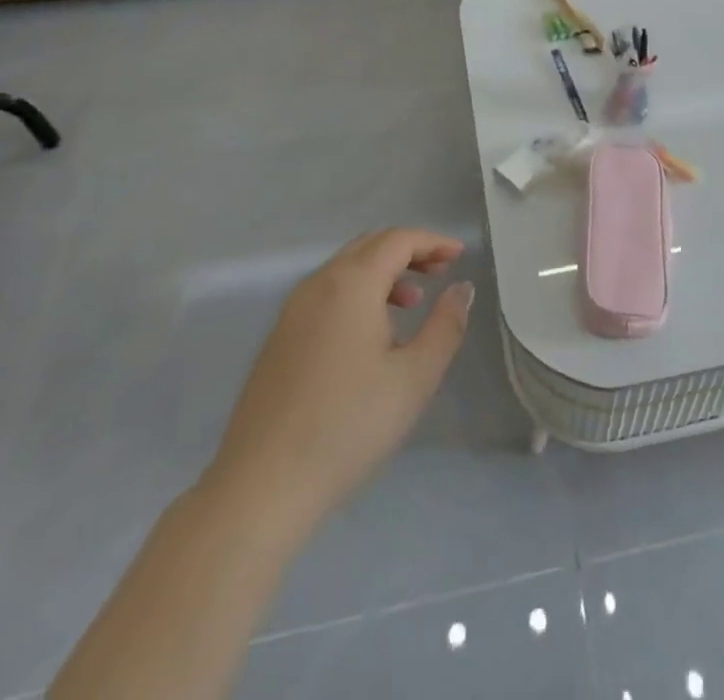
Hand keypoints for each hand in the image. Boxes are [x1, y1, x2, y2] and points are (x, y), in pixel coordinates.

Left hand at [201, 228, 473, 529]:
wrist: (262, 485)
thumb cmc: (349, 426)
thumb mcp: (415, 377)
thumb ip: (445, 325)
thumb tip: (461, 288)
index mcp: (351, 283)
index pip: (398, 239)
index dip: (433, 242)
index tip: (461, 256)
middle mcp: (318, 283)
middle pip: (369, 246)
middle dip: (409, 251)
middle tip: (441, 272)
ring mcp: (292, 310)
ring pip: (346, 268)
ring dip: (383, 272)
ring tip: (412, 303)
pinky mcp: (279, 337)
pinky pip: (327, 292)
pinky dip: (358, 292)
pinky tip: (372, 334)